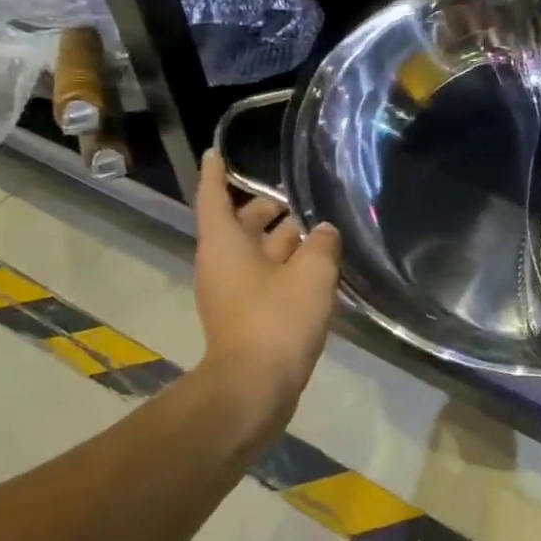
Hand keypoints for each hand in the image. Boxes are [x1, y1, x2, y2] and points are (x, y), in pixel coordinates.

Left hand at [192, 149, 341, 434]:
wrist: (255, 388)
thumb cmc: (277, 319)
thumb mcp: (311, 274)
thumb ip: (322, 245)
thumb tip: (325, 231)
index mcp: (225, 244)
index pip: (215, 197)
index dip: (217, 173)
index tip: (217, 152)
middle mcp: (223, 264)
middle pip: (240, 226)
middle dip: (265, 210)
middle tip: (296, 197)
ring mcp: (233, 294)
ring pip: (256, 255)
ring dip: (283, 241)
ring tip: (318, 230)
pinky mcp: (247, 318)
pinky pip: (266, 280)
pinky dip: (287, 268)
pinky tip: (318, 269)